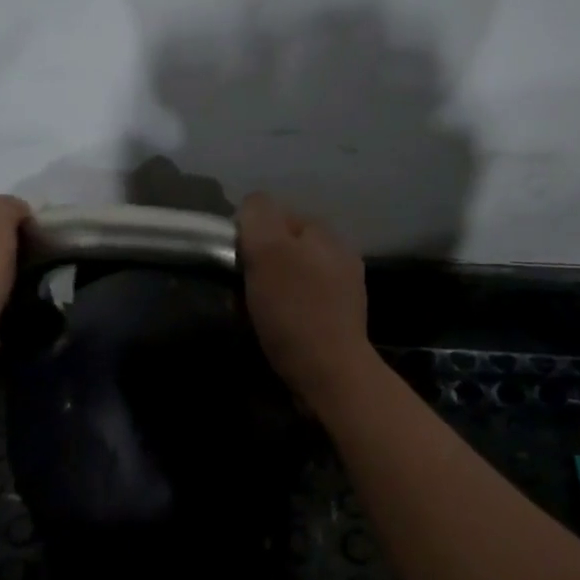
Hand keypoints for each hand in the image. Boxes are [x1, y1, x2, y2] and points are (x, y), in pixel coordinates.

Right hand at [237, 192, 371, 407]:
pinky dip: (284, 312)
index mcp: (324, 233)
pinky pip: (301, 304)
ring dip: (269, 290)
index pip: (275, 215)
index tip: (236, 263)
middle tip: (242, 291)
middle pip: (283, 247)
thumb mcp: (268, 251)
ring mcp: (343, 289)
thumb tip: (250, 206)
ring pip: (290, 277)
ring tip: (253, 313)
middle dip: (259, 264)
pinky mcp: (338, 321)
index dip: (249, 235)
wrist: (330, 374)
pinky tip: (274, 329)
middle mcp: (339, 254)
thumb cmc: (294, 310)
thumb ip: (257, 216)